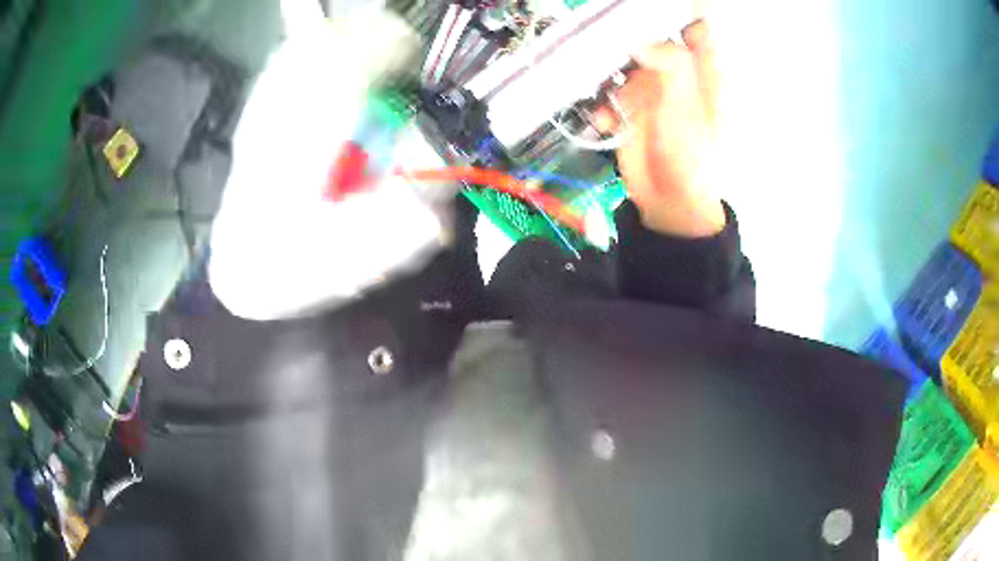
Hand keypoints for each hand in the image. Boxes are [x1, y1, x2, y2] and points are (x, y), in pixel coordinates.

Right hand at [598, 20, 724, 237]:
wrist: (670, 201)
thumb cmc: (690, 153)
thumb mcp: (686, 104)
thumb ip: (670, 63)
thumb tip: (638, 40)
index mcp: (701, 71)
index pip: (694, 27)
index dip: (677, 13)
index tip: (646, 7)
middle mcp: (676, 74)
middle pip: (651, 38)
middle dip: (628, 35)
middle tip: (604, 32)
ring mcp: (651, 90)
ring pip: (624, 61)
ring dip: (608, 70)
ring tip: (601, 82)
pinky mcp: (629, 108)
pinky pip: (609, 91)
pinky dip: (603, 103)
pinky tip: (605, 120)